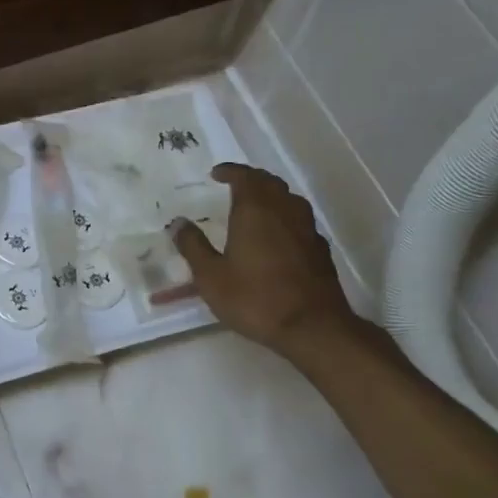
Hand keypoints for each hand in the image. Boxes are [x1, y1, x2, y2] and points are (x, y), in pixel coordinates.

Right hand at [170, 164, 358, 355]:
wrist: (311, 326)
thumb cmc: (254, 298)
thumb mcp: (210, 276)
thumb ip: (193, 246)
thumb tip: (178, 223)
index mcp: (255, 211)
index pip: (245, 177)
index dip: (230, 171)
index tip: (216, 173)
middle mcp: (284, 211)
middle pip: (270, 183)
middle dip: (251, 179)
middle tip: (234, 185)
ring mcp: (306, 229)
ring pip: (289, 199)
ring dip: (271, 195)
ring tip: (255, 205)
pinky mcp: (319, 249)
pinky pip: (300, 220)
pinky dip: (285, 217)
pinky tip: (277, 234)